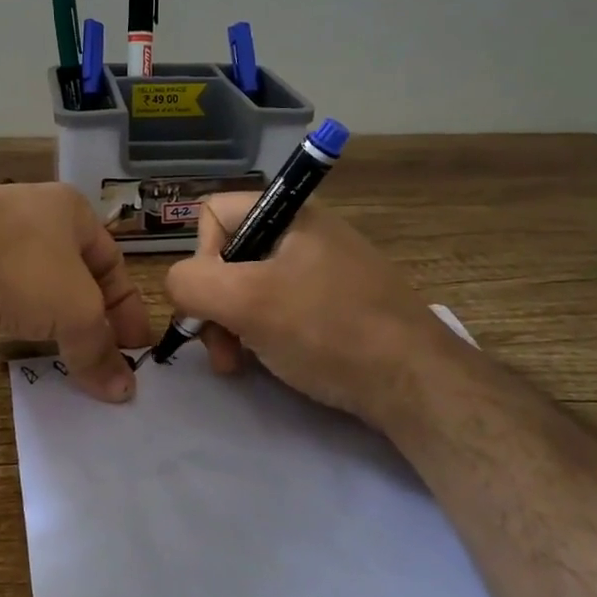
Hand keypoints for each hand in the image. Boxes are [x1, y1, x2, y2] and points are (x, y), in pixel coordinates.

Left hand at [0, 183, 150, 402]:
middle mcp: (30, 210)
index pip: (114, 263)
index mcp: (70, 211)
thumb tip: (123, 391)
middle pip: (70, 273)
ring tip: (36, 343)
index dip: (128, 308)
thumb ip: (99, 349)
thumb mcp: (73, 311)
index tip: (134, 350)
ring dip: (35, 312)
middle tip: (91, 354)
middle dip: (81, 316)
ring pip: (25, 279)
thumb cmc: (16, 269)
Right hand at [164, 194, 440, 426]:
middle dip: (214, 303)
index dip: (201, 257)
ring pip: (252, 286)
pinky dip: (264, 333)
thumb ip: (192, 283)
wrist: (416, 382)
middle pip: (230, 254)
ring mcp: (325, 269)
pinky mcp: (338, 304)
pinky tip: (270, 362)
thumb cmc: (327, 330)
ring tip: (239, 363)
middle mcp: (306, 232)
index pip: (213, 213)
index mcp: (290, 214)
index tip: (214, 300)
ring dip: (234, 325)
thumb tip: (180, 285)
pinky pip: (282, 307)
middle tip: (221, 348)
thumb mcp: (246, 302)